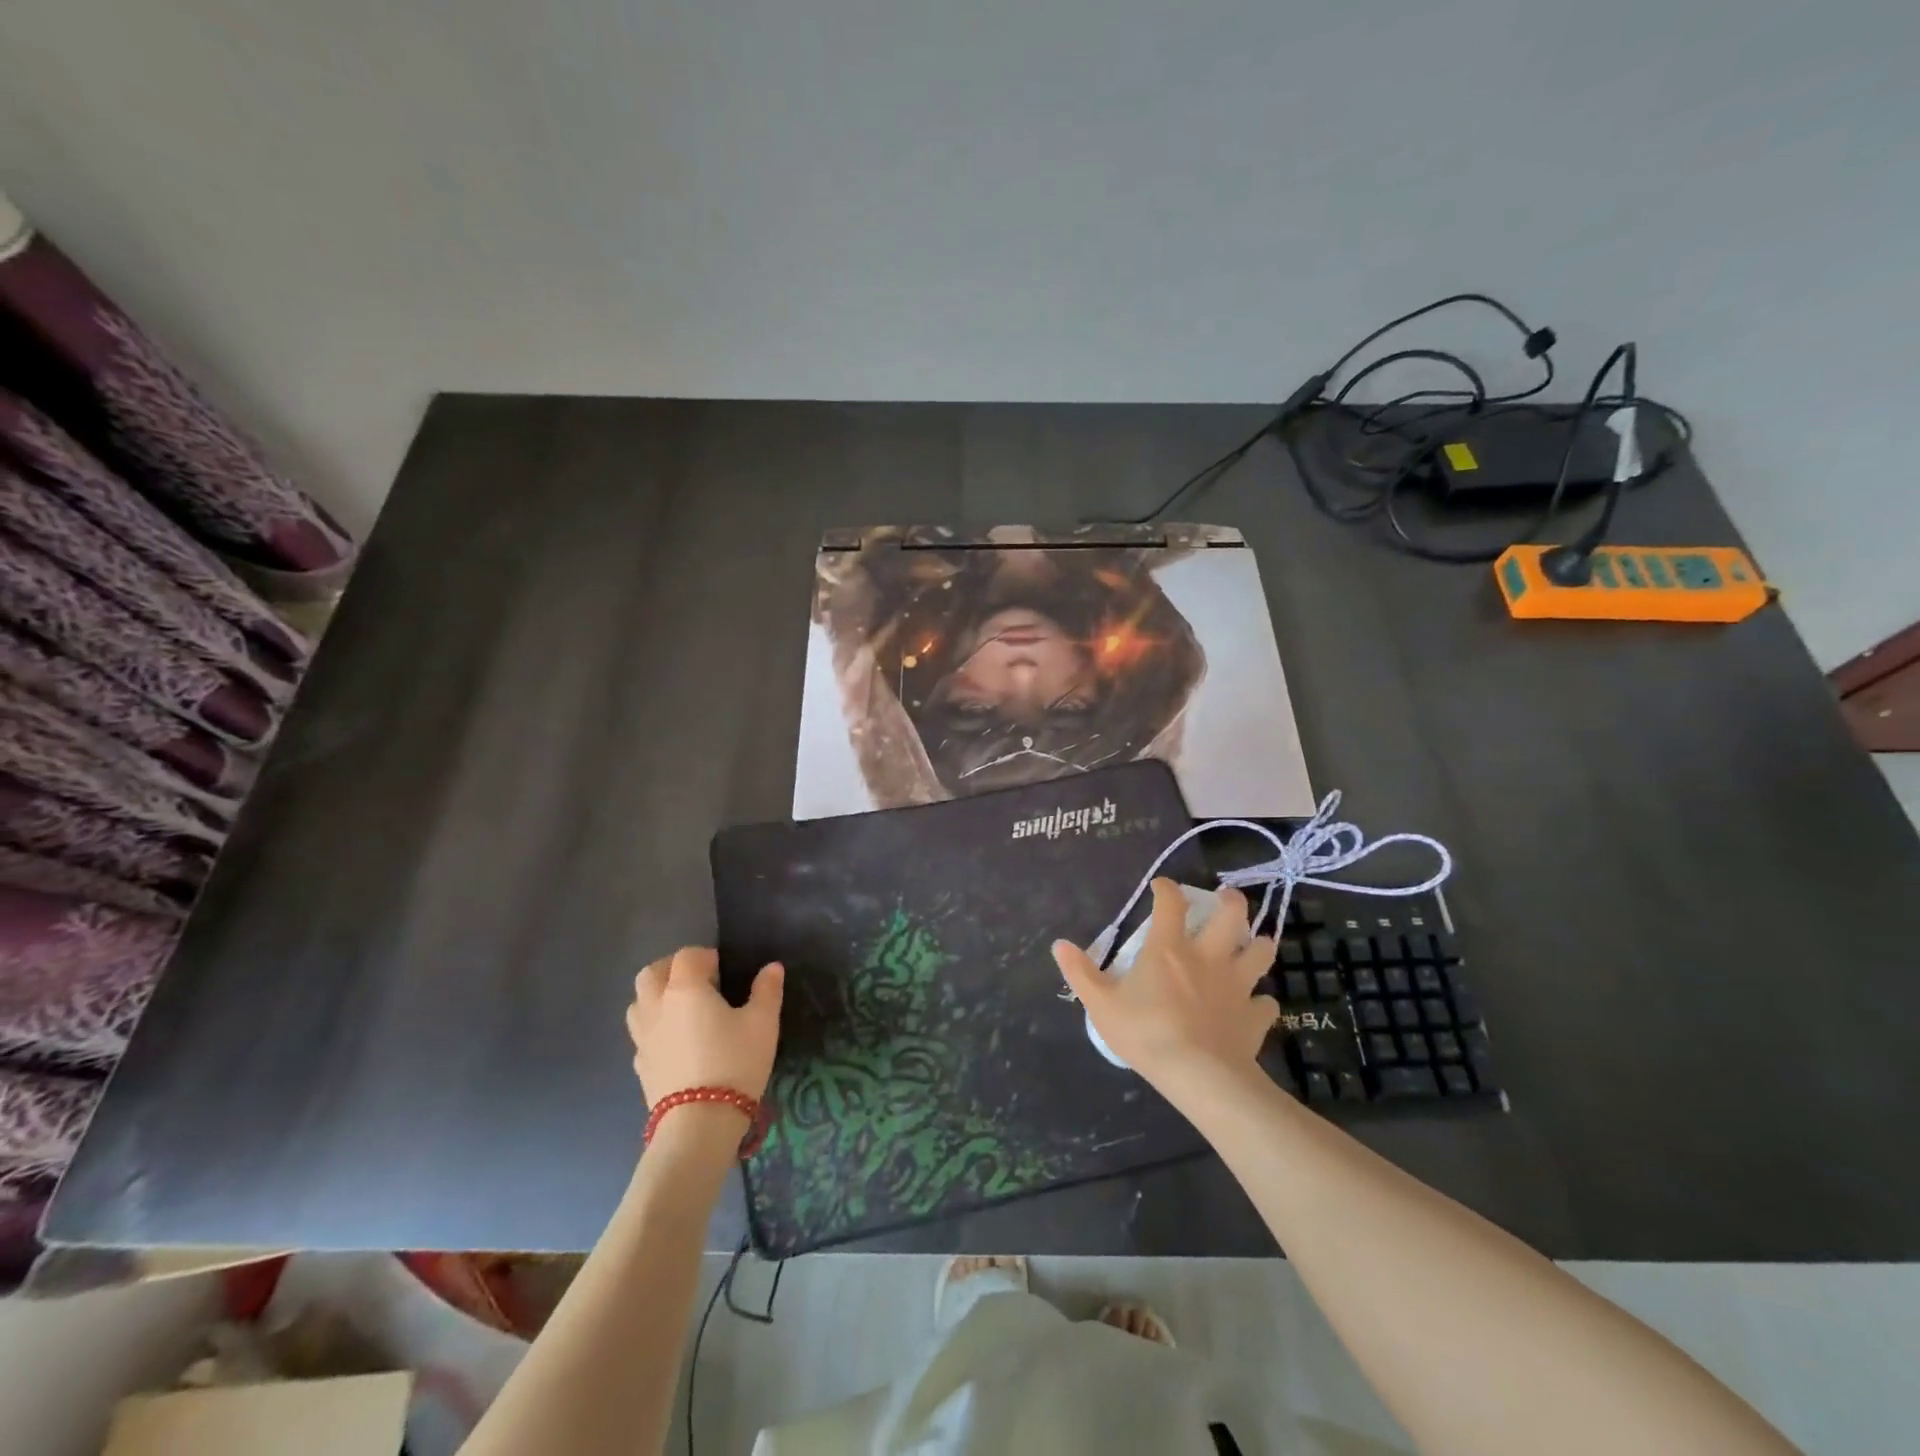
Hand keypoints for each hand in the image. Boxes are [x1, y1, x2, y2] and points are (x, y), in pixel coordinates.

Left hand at [626, 947, 783, 1106]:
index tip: (724, 969)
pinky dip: (654, 1027)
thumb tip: (772, 967)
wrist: (699, 1124)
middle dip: (672, 969)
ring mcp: (643, 1037)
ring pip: (638, 1003)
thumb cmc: (735, 1063)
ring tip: (683, 1009)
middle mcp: (657, 1006)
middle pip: (651, 973)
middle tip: (698, 981)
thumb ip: (766, 991)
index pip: (687, 956)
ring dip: (656, 996)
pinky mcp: (640, 1065)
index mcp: (685, 989)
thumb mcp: (763, 1023)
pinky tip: (676, 1041)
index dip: (706, 956)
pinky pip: (641, 1034)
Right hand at [1053, 879, 1277, 1087]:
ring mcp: (1237, 985)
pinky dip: (1261, 1002)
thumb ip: (1080, 973)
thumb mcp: (1101, 1004)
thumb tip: (1059, 945)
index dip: (1166, 888)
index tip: (1162, 887)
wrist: (1199, 1076)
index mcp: (1169, 948)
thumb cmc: (1146, 1033)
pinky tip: (1253, 1006)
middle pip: (1232, 915)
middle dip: (1231, 902)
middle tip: (1226, 900)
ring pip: (1261, 952)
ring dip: (1258, 945)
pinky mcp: (1254, 1017)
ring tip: (1251, 945)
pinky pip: (1267, 1003)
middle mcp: (1208, 956)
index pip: (1170, 903)